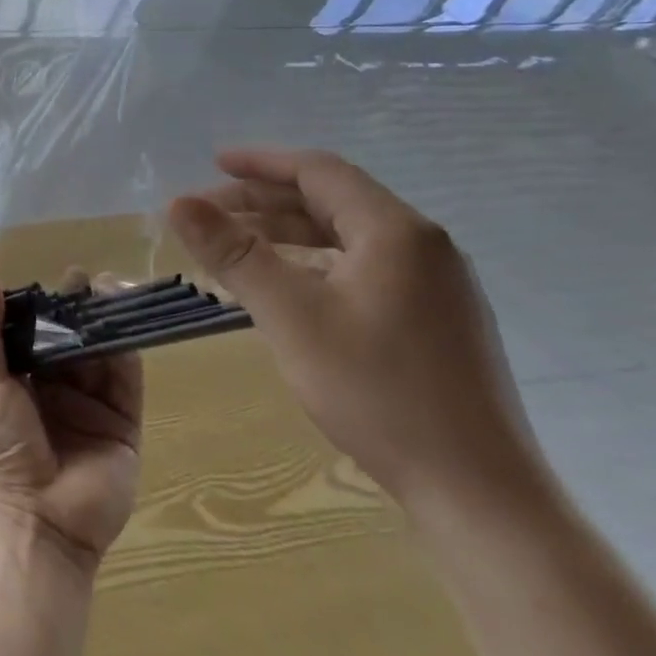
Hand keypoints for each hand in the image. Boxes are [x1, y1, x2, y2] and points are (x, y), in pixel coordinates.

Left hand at [0, 274, 142, 572]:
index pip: (35, 333)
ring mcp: (92, 406)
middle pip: (72, 340)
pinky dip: (127, 350)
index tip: (54, 278)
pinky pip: (127, 381)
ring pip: (102, 354)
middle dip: (78, 309)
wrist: (37, 521)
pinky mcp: (124, 424)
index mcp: (20, 381)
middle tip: (87, 278)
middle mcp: (57, 390)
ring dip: (105, 323)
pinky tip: (125, 322)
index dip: (44, 306)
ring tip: (109, 289)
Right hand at [166, 147, 539, 514]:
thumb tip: (178, 202)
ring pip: (346, 238)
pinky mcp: (435, 321)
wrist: (478, 492)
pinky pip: (362, 269)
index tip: (211, 163)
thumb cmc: (377, 392)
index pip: (319, 172)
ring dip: (285, 235)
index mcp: (396, 233)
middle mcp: (423, 247)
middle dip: (264, 202)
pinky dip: (312, 265)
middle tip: (207, 215)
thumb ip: (233, 253)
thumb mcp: (290, 316)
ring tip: (233, 250)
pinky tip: (283, 289)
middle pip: (332, 202)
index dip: (260, 162)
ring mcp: (435, 286)